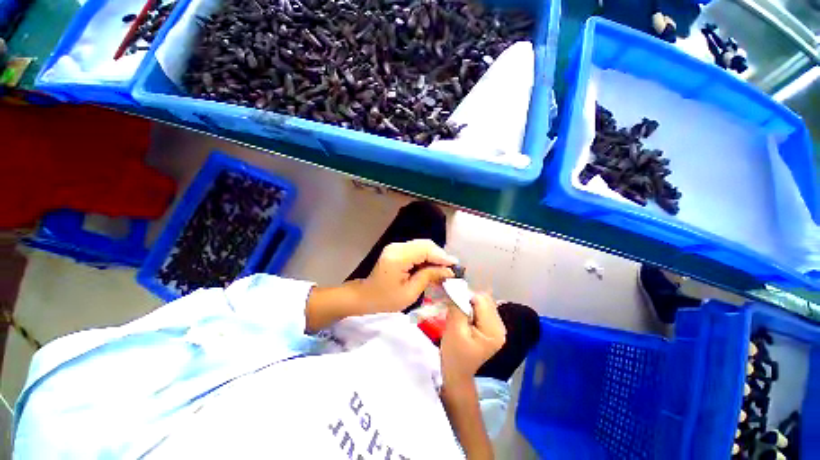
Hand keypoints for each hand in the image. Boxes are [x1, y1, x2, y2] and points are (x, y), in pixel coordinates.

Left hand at [358, 239, 457, 313]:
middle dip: (440, 255)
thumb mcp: (410, 293)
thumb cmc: (386, 299)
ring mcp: (396, 246)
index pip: (425, 250)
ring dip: (434, 255)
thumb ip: (429, 277)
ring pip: (422, 245)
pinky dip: (427, 256)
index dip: (441, 256)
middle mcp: (397, 247)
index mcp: (398, 258)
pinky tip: (432, 266)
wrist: (366, 295)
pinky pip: (416, 249)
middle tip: (451, 268)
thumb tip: (448, 270)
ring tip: (444, 268)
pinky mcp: (397, 249)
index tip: (455, 266)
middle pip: (425, 244)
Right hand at [441, 293, 505, 386]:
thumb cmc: (454, 355)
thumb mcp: (454, 330)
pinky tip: (464, 317)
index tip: (452, 302)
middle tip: (454, 308)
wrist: (457, 374)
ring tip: (458, 313)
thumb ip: (458, 308)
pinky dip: (471, 307)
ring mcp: (497, 327)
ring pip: (483, 302)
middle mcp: (500, 326)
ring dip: (469, 303)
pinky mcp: (491, 327)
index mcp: (493, 330)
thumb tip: (457, 288)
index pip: (481, 300)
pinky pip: (482, 308)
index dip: (465, 296)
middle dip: (468, 299)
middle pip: (484, 299)